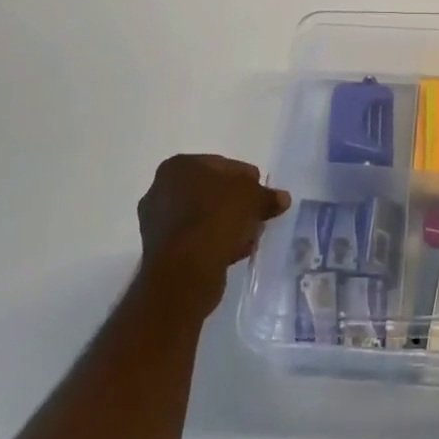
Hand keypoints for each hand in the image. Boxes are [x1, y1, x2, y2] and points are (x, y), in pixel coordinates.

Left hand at [136, 154, 290, 313]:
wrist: (185, 272)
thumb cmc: (216, 218)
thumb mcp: (252, 199)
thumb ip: (267, 196)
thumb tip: (282, 198)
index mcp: (178, 166)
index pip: (222, 165)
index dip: (246, 179)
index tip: (261, 194)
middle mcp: (160, 190)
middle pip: (211, 192)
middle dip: (235, 204)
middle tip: (256, 216)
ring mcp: (156, 223)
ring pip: (203, 218)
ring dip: (225, 225)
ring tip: (248, 238)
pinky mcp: (160, 253)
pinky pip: (195, 240)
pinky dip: (213, 243)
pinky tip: (233, 253)